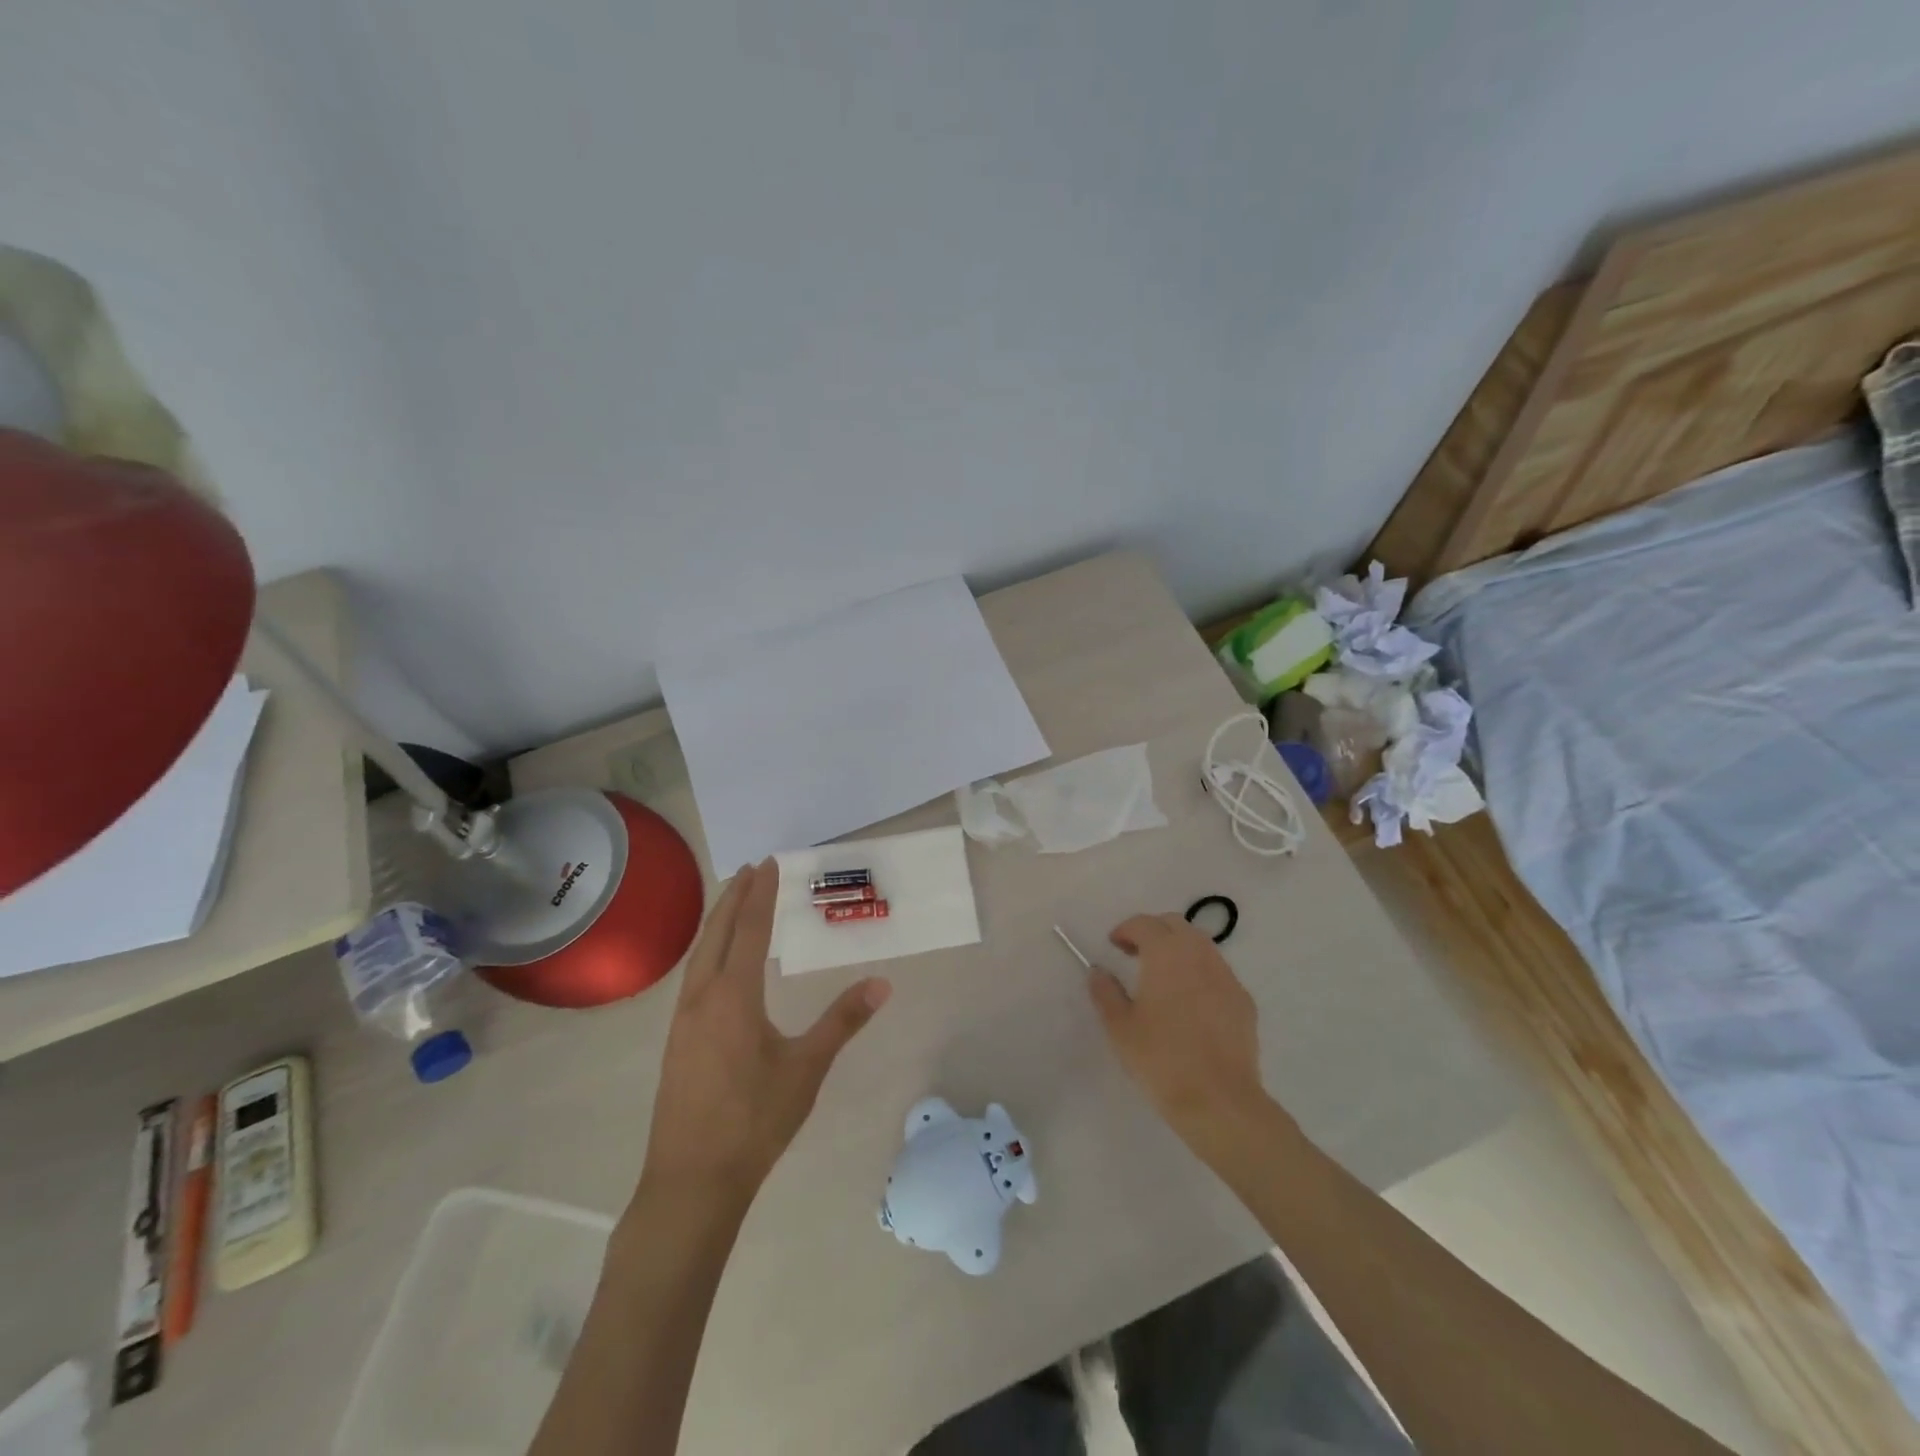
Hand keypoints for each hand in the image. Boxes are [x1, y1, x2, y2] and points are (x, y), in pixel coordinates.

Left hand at [641, 860, 890, 1204]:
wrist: (692, 1182)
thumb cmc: (755, 1121)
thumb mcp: (807, 1068)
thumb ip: (843, 1021)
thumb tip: (882, 983)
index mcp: (733, 996)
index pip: (749, 929)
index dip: (761, 894)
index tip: (769, 863)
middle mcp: (701, 997)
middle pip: (716, 933)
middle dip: (734, 897)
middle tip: (752, 869)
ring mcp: (682, 1020)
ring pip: (699, 954)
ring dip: (718, 922)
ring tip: (734, 903)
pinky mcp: (676, 1041)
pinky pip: (692, 977)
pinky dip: (708, 951)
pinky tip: (716, 964)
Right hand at [1089, 914, 1273, 1155]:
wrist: (1220, 1101)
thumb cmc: (1161, 1059)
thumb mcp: (1120, 1027)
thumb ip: (1105, 992)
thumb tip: (1098, 972)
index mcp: (1166, 954)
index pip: (1145, 924)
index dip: (1126, 929)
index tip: (1114, 945)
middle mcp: (1199, 955)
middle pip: (1176, 925)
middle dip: (1154, 931)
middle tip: (1135, 954)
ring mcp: (1227, 977)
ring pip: (1201, 946)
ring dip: (1178, 950)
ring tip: (1162, 978)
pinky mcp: (1244, 1001)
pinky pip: (1218, 973)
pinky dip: (1199, 973)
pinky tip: (1190, 1004)